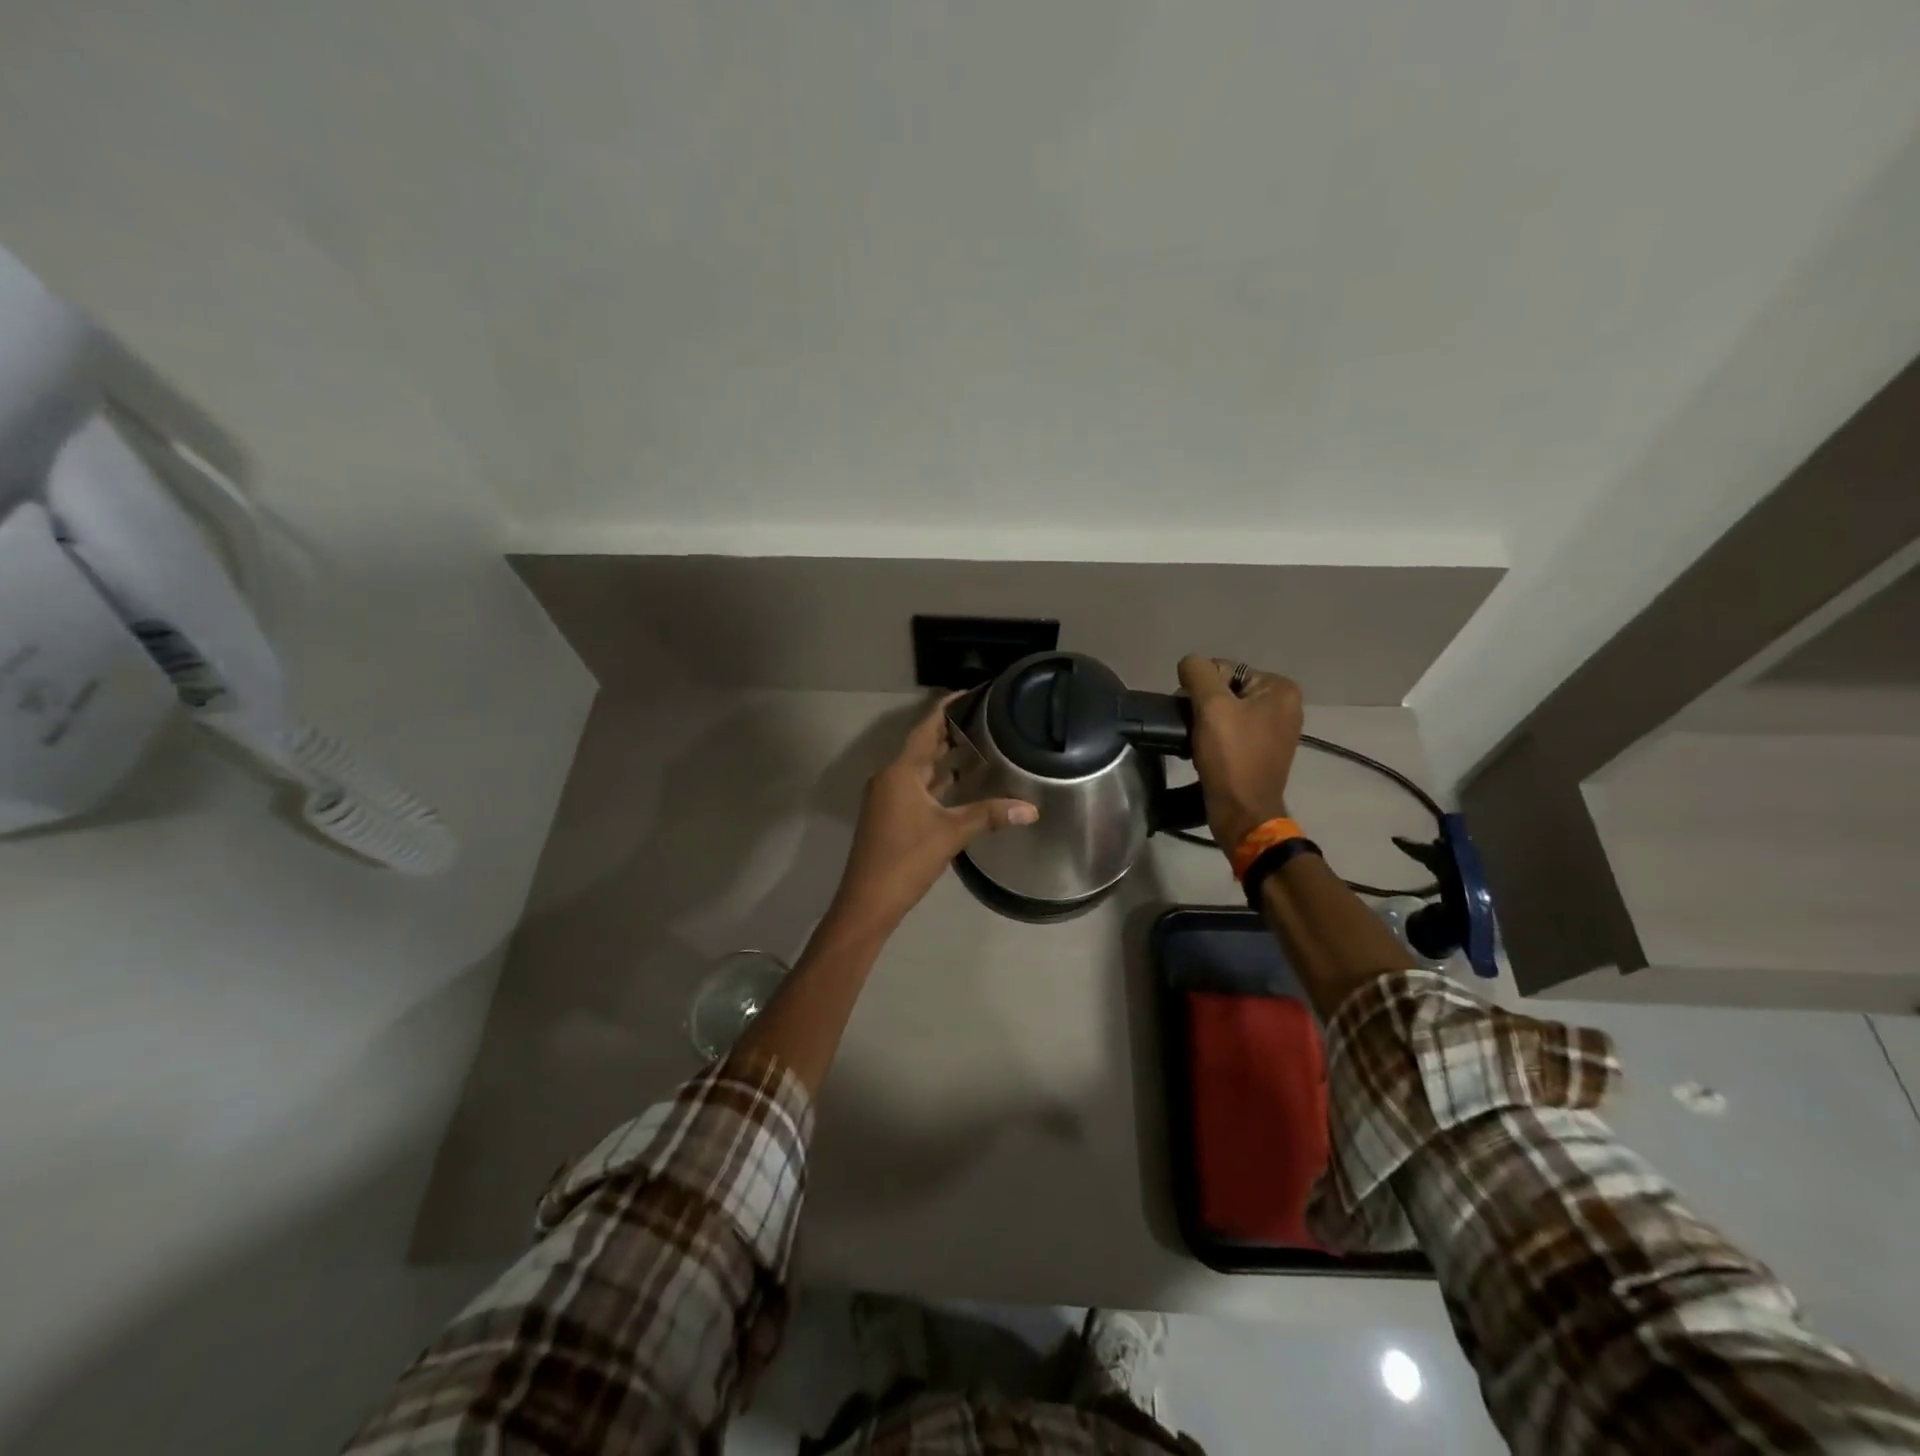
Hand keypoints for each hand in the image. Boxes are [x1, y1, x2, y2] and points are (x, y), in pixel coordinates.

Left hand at [828, 696, 1038, 932]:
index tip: (972, 693)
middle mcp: (890, 777)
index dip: (947, 708)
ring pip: (921, 769)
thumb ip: (989, 815)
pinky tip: (962, 785)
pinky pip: (917, 787)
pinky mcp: (890, 816)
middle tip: (987, 719)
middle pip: (923, 746)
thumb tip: (1032, 809)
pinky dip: (939, 782)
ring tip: (982, 747)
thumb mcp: (951, 834)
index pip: (926, 728)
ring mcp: (887, 798)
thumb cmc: (906, 859)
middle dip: (952, 732)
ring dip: (946, 759)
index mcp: (900, 772)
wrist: (867, 902)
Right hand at [1176, 656, 1304, 854]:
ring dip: (1206, 723)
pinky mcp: (1263, 752)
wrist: (1242, 812)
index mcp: (1280, 689)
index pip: (1225, 669)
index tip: (1192, 712)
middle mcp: (1285, 705)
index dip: (1201, 687)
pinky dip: (1215, 739)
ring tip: (1196, 742)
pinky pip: (1232, 732)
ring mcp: (1276, 730)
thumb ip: (1198, 673)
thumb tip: (1189, 664)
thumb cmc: (1231, 756)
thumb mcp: (1211, 706)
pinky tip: (1204, 752)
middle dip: (1203, 706)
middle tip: (1192, 727)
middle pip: (1226, 690)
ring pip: (1226, 712)